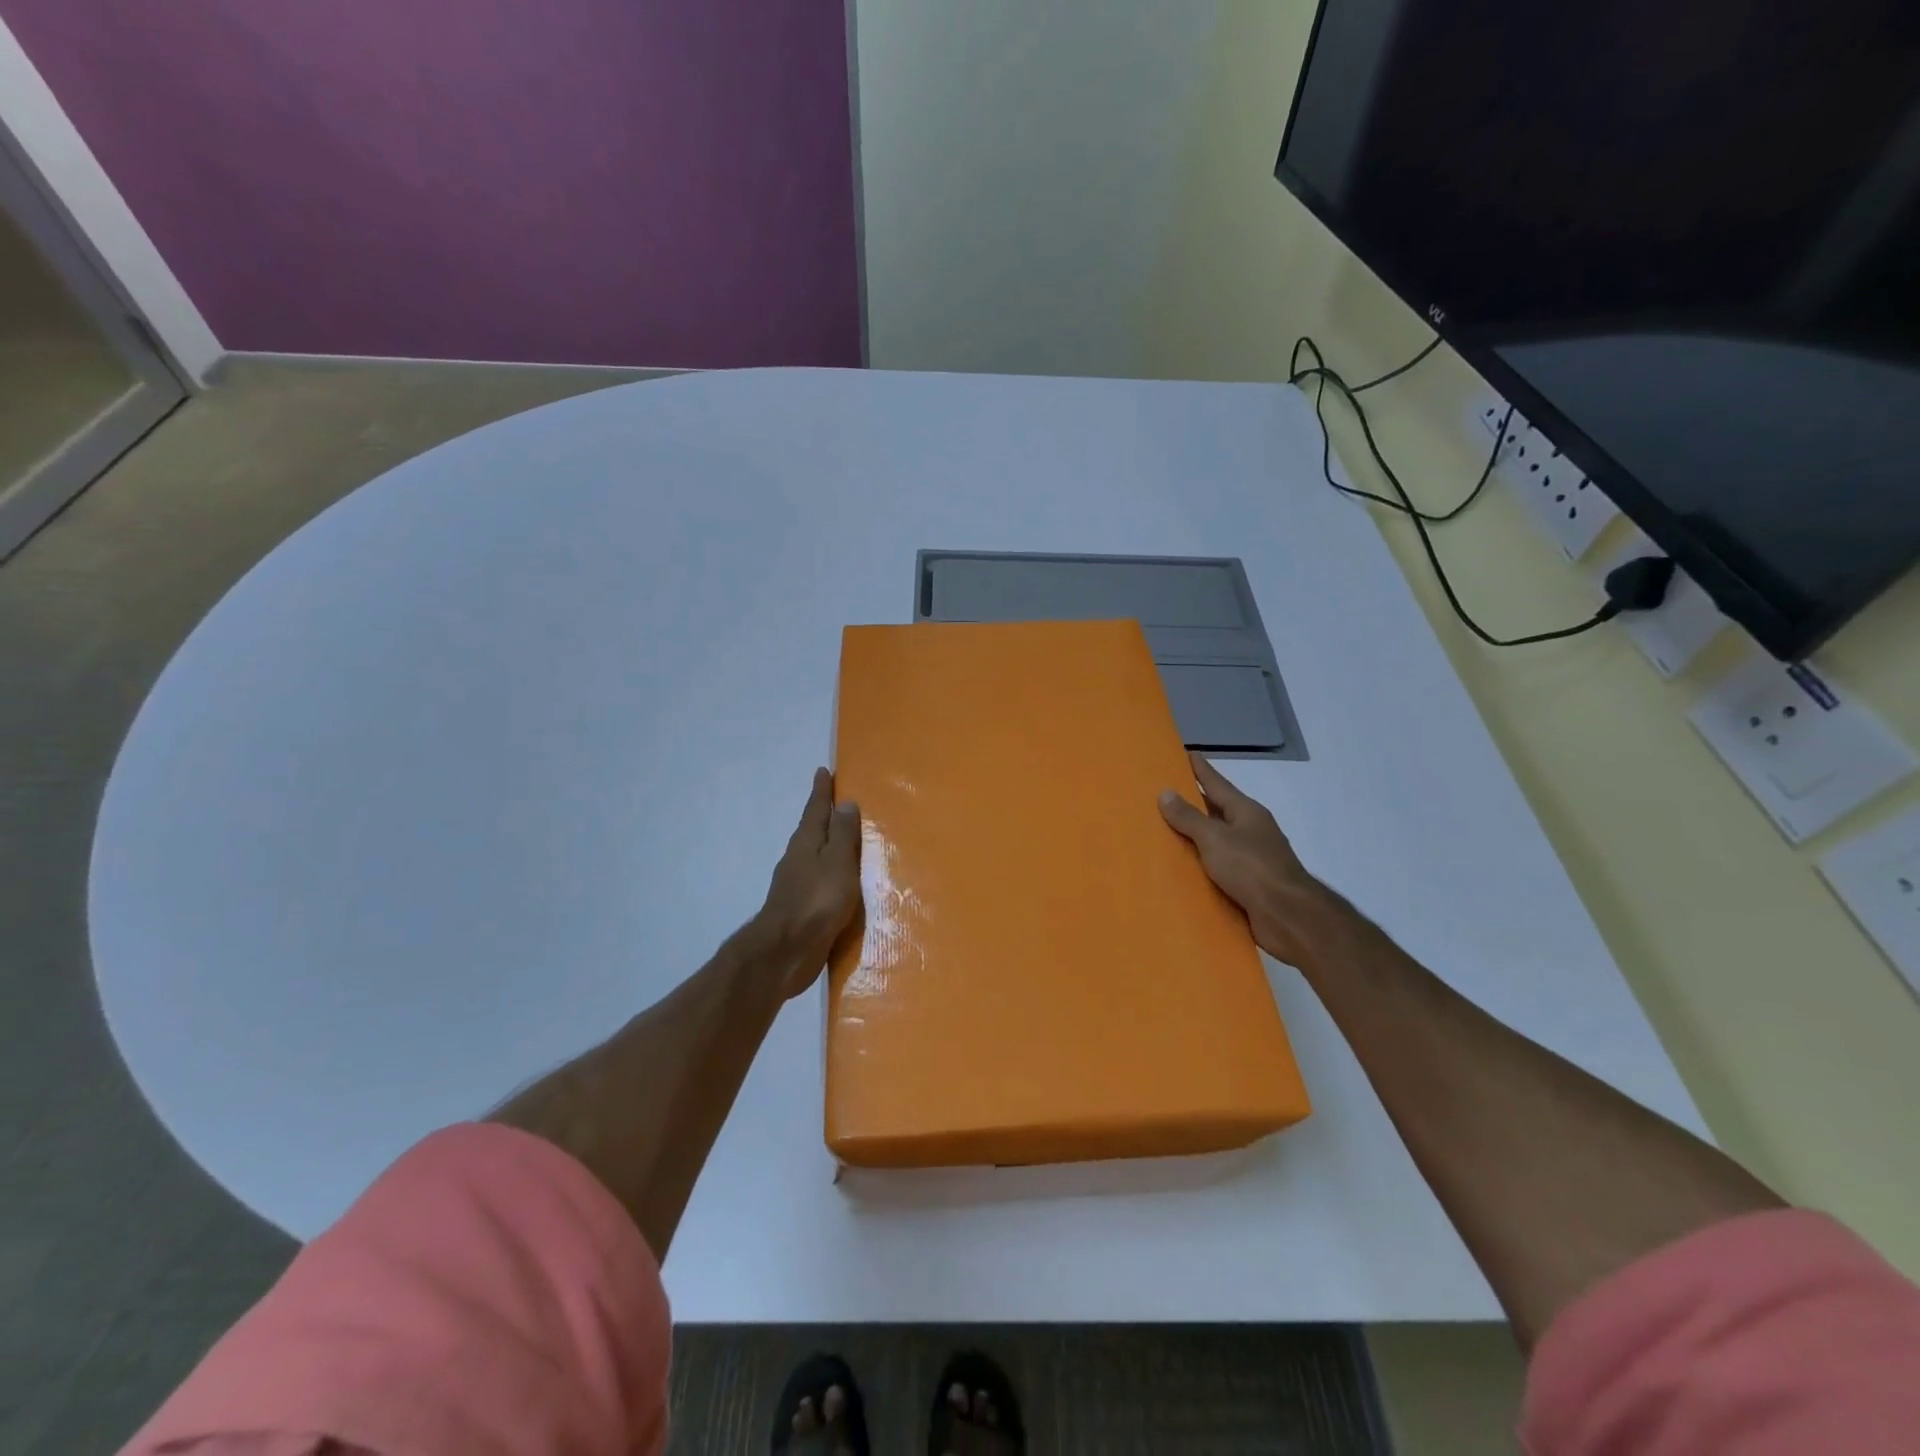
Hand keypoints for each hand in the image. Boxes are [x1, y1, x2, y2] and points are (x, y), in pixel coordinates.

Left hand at [750, 768, 862, 999]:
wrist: (786, 952)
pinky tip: (842, 882)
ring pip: (815, 856)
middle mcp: (798, 859)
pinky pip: (820, 881)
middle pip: (813, 830)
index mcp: (806, 843)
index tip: (824, 771)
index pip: (816, 809)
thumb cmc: (816, 901)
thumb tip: (845, 803)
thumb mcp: (837, 862)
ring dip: (829, 845)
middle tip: (840, 802)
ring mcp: (797, 885)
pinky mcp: (802, 909)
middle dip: (825, 816)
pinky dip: (831, 873)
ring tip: (847, 840)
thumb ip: (842, 834)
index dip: (821, 791)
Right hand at [1159, 752, 1339, 970]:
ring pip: (1216, 842)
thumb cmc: (1252, 868)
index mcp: (1246, 813)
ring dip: (1194, 838)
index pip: (1218, 784)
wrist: (1288, 916)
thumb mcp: (1215, 838)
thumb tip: (1166, 793)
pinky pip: (1217, 869)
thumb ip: (1189, 817)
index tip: (1186, 753)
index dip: (1201, 769)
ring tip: (1162, 833)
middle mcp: (1250, 831)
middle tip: (1162, 794)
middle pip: (1217, 812)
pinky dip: (1199, 866)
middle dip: (1193, 804)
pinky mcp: (1248, 886)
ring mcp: (1251, 859)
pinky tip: (1179, 870)